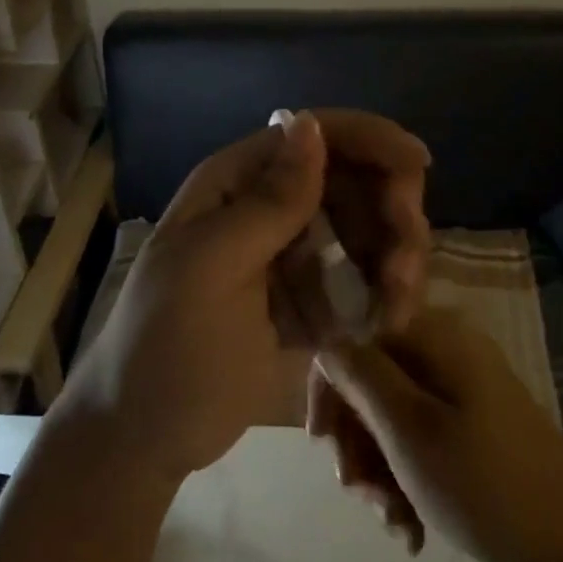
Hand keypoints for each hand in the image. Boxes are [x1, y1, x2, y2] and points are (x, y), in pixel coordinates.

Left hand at [56, 110, 430, 485]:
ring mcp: (289, 257)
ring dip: (393, 262)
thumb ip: (269, 202)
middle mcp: (266, 210)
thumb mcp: (212, 269)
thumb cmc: (166, 347)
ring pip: (365, 232)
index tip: (419, 165)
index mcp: (235, 185)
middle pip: (351, 183)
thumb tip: (311, 123)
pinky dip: (380, 297)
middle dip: (390, 214)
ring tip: (396, 309)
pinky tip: (383, 325)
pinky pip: (359, 281)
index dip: (369, 140)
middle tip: (403, 268)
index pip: (312, 136)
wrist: (143, 438)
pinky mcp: (306, 301)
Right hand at [314, 307, 562, 561]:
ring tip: (394, 523)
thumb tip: (327, 342)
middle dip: (358, 444)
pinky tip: (413, 528)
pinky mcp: (477, 424)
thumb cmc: (483, 483)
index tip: (323, 447)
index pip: (356, 342)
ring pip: (393, 418)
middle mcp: (448, 350)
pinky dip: (409, 478)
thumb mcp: (407, 428)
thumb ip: (360, 375)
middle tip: (362, 495)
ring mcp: (466, 388)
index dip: (330, 392)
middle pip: (373, 384)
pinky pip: (423, 438)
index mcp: (435, 336)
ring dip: (381, 471)